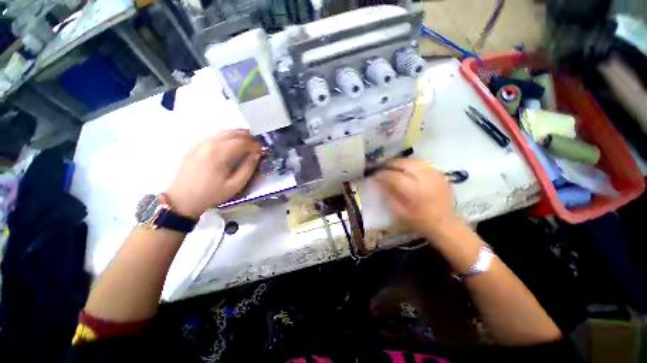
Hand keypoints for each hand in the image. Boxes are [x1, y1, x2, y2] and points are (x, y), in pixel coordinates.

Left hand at [166, 130, 260, 217]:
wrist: (182, 199)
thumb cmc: (212, 193)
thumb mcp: (235, 185)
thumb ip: (248, 168)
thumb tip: (256, 154)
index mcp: (219, 154)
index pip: (242, 142)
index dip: (254, 144)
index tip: (261, 149)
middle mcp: (209, 144)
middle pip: (232, 133)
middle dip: (247, 136)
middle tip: (256, 143)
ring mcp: (200, 144)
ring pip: (223, 132)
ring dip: (237, 135)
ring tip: (247, 141)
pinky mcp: (195, 146)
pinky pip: (214, 136)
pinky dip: (226, 137)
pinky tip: (231, 143)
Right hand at [374, 159, 459, 239]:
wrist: (444, 224)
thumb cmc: (419, 221)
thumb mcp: (399, 211)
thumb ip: (389, 195)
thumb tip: (380, 182)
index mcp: (415, 191)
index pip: (394, 176)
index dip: (382, 174)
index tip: (374, 176)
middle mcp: (426, 180)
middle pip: (405, 164)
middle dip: (392, 164)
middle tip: (384, 168)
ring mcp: (436, 176)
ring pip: (415, 161)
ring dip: (403, 163)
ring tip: (395, 167)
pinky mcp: (441, 175)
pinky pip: (425, 164)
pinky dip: (414, 165)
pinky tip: (409, 170)